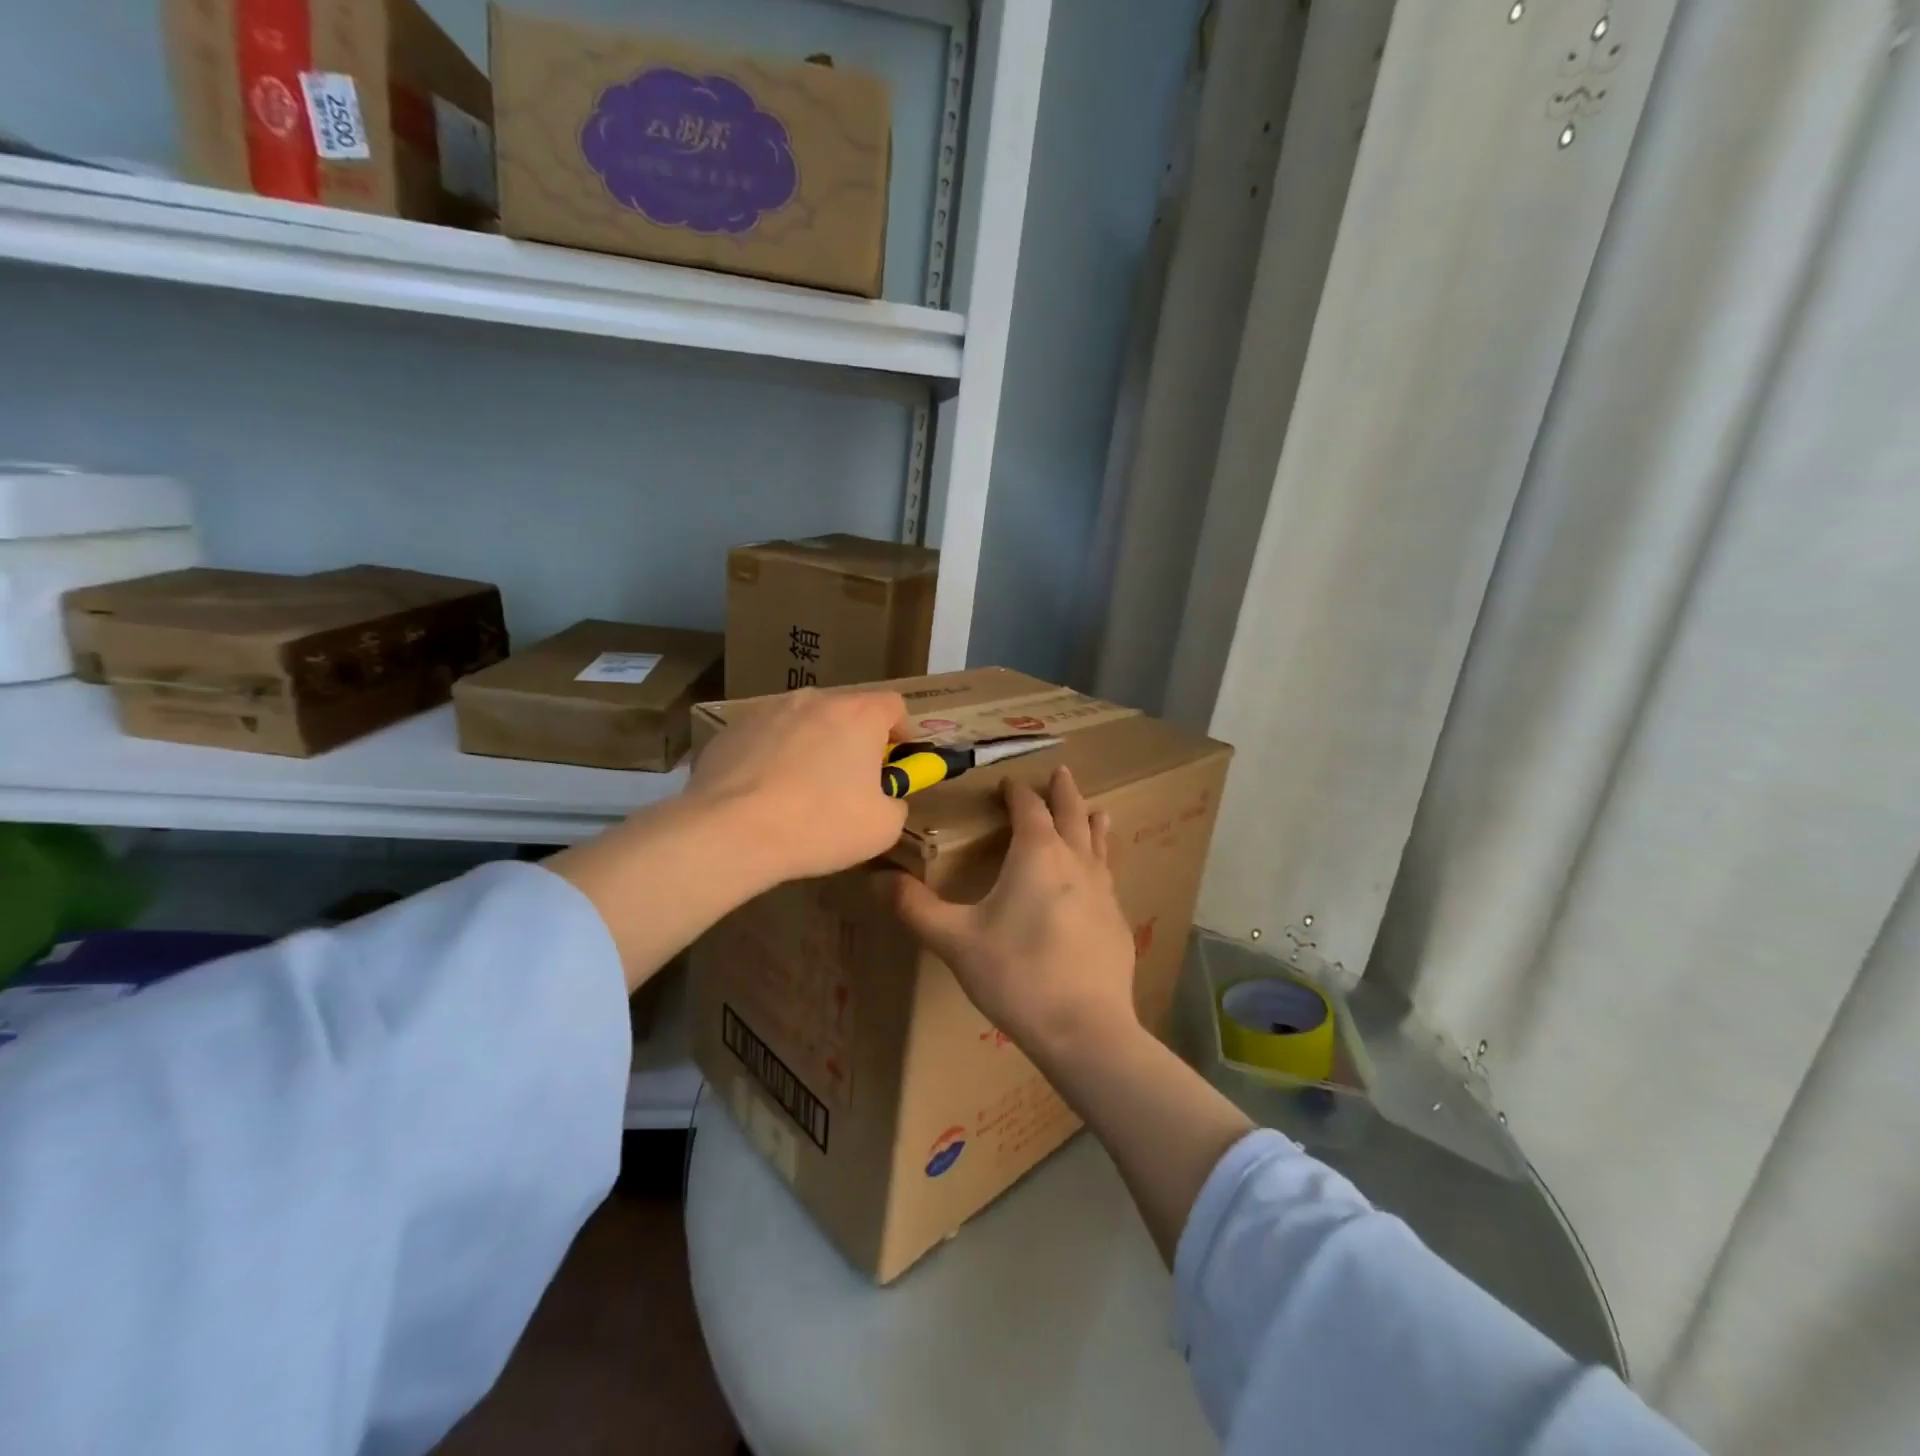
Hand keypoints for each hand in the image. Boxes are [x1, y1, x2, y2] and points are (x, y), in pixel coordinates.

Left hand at [688, 688, 911, 882]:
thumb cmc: (821, 824)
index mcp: (858, 714)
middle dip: (852, 740)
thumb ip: (895, 803)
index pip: (893, 705)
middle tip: (849, 781)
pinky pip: (765, 739)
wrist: (732, 831)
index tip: (896, 759)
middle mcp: (814, 700)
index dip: (901, 731)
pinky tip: (763, 795)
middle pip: (845, 712)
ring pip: (802, 723)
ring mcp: (768, 711)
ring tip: (800, 789)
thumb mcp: (883, 828)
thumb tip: (886, 798)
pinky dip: (772, 758)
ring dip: (810, 746)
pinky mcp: (731, 730)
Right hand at [893, 766, 1139, 1056]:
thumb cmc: (1016, 975)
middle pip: (1071, 815)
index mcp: (1037, 855)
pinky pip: (1108, 878)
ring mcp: (1103, 891)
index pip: (1028, 809)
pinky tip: (1101, 879)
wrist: (1086, 1029)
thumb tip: (875, 878)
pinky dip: (1102, 863)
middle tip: (1062, 772)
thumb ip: (915, 907)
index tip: (1008, 783)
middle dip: (1063, 793)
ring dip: (1092, 823)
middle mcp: (1075, 863)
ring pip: (1098, 844)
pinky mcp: (1117, 922)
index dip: (1017, 793)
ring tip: (1099, 810)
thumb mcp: (956, 941)